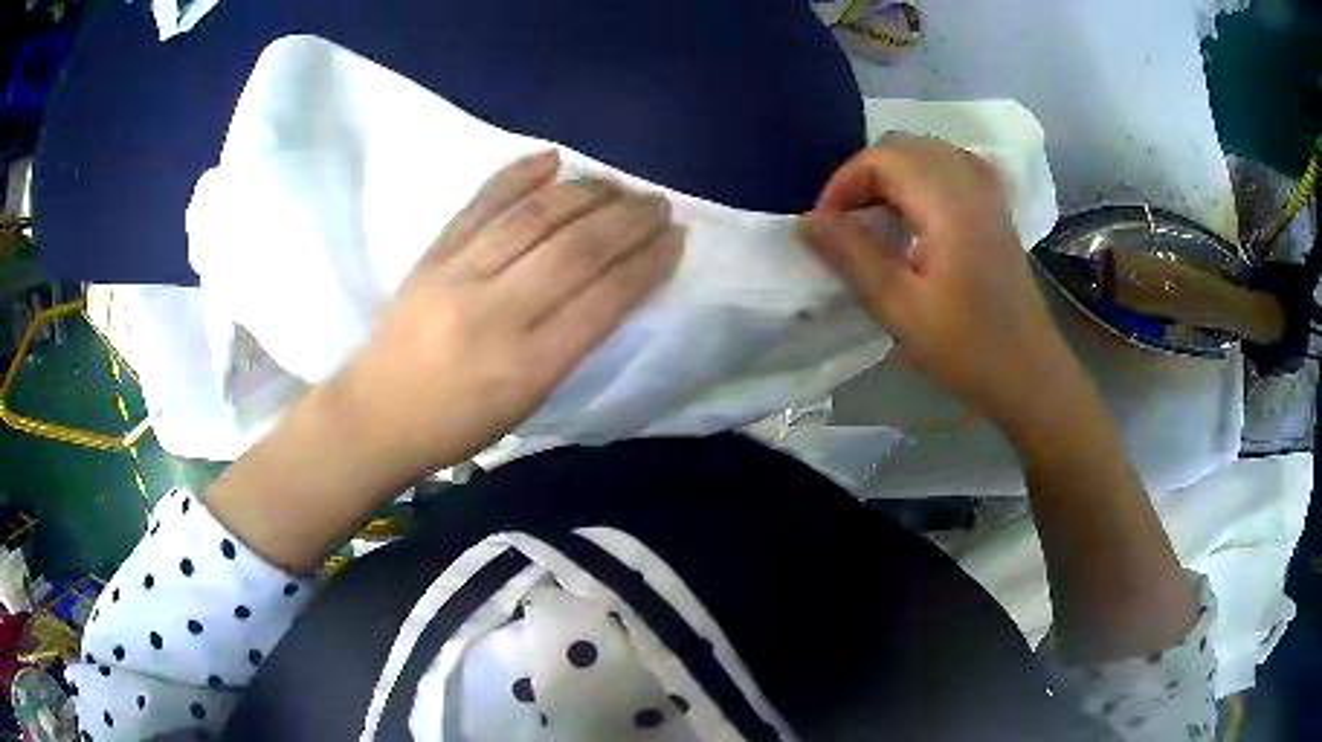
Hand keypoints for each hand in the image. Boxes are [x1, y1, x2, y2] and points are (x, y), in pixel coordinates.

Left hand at [333, 150, 682, 476]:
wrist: (375, 416)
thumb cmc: (456, 426)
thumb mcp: (527, 405)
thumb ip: (570, 345)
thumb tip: (611, 286)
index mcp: (527, 366)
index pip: (603, 300)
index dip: (647, 263)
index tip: (676, 238)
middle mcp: (496, 313)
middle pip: (575, 249)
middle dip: (628, 219)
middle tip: (657, 203)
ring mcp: (458, 276)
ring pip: (534, 217)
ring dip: (586, 193)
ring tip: (617, 185)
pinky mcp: (432, 256)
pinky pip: (480, 204)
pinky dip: (517, 175)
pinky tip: (551, 158)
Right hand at [799, 133, 1078, 438]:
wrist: (1030, 375)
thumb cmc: (968, 349)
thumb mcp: (901, 310)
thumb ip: (852, 257)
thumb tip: (806, 221)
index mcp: (948, 203)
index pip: (882, 158)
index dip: (844, 183)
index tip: (826, 228)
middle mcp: (971, 184)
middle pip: (905, 147)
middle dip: (866, 176)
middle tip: (848, 224)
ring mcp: (989, 195)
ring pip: (929, 153)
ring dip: (895, 176)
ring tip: (879, 220)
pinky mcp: (997, 212)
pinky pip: (955, 168)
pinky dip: (926, 178)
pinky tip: (920, 213)